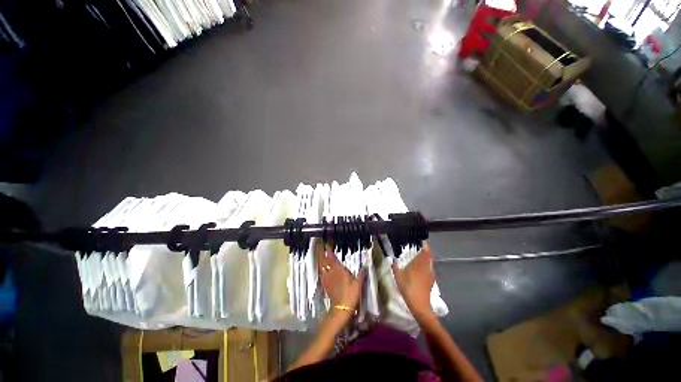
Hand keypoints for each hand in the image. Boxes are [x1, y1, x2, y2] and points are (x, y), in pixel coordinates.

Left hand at [316, 240, 364, 320]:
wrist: (341, 308)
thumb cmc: (350, 295)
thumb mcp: (358, 284)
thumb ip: (361, 274)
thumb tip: (365, 266)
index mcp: (339, 270)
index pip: (332, 257)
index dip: (328, 250)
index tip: (326, 244)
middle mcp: (331, 272)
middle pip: (324, 260)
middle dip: (321, 252)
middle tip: (318, 246)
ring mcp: (327, 278)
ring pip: (321, 266)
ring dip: (319, 259)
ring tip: (318, 253)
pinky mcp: (325, 284)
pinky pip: (321, 273)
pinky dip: (320, 268)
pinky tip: (320, 267)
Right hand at [392, 241, 435, 319]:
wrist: (419, 305)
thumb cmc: (408, 287)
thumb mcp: (398, 276)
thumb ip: (395, 267)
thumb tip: (392, 261)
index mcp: (419, 263)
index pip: (425, 251)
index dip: (425, 245)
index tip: (422, 241)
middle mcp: (427, 267)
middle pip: (429, 256)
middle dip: (426, 251)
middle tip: (419, 247)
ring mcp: (430, 274)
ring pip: (430, 263)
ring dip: (426, 258)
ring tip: (419, 257)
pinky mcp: (431, 281)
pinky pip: (430, 269)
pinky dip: (427, 266)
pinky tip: (421, 269)